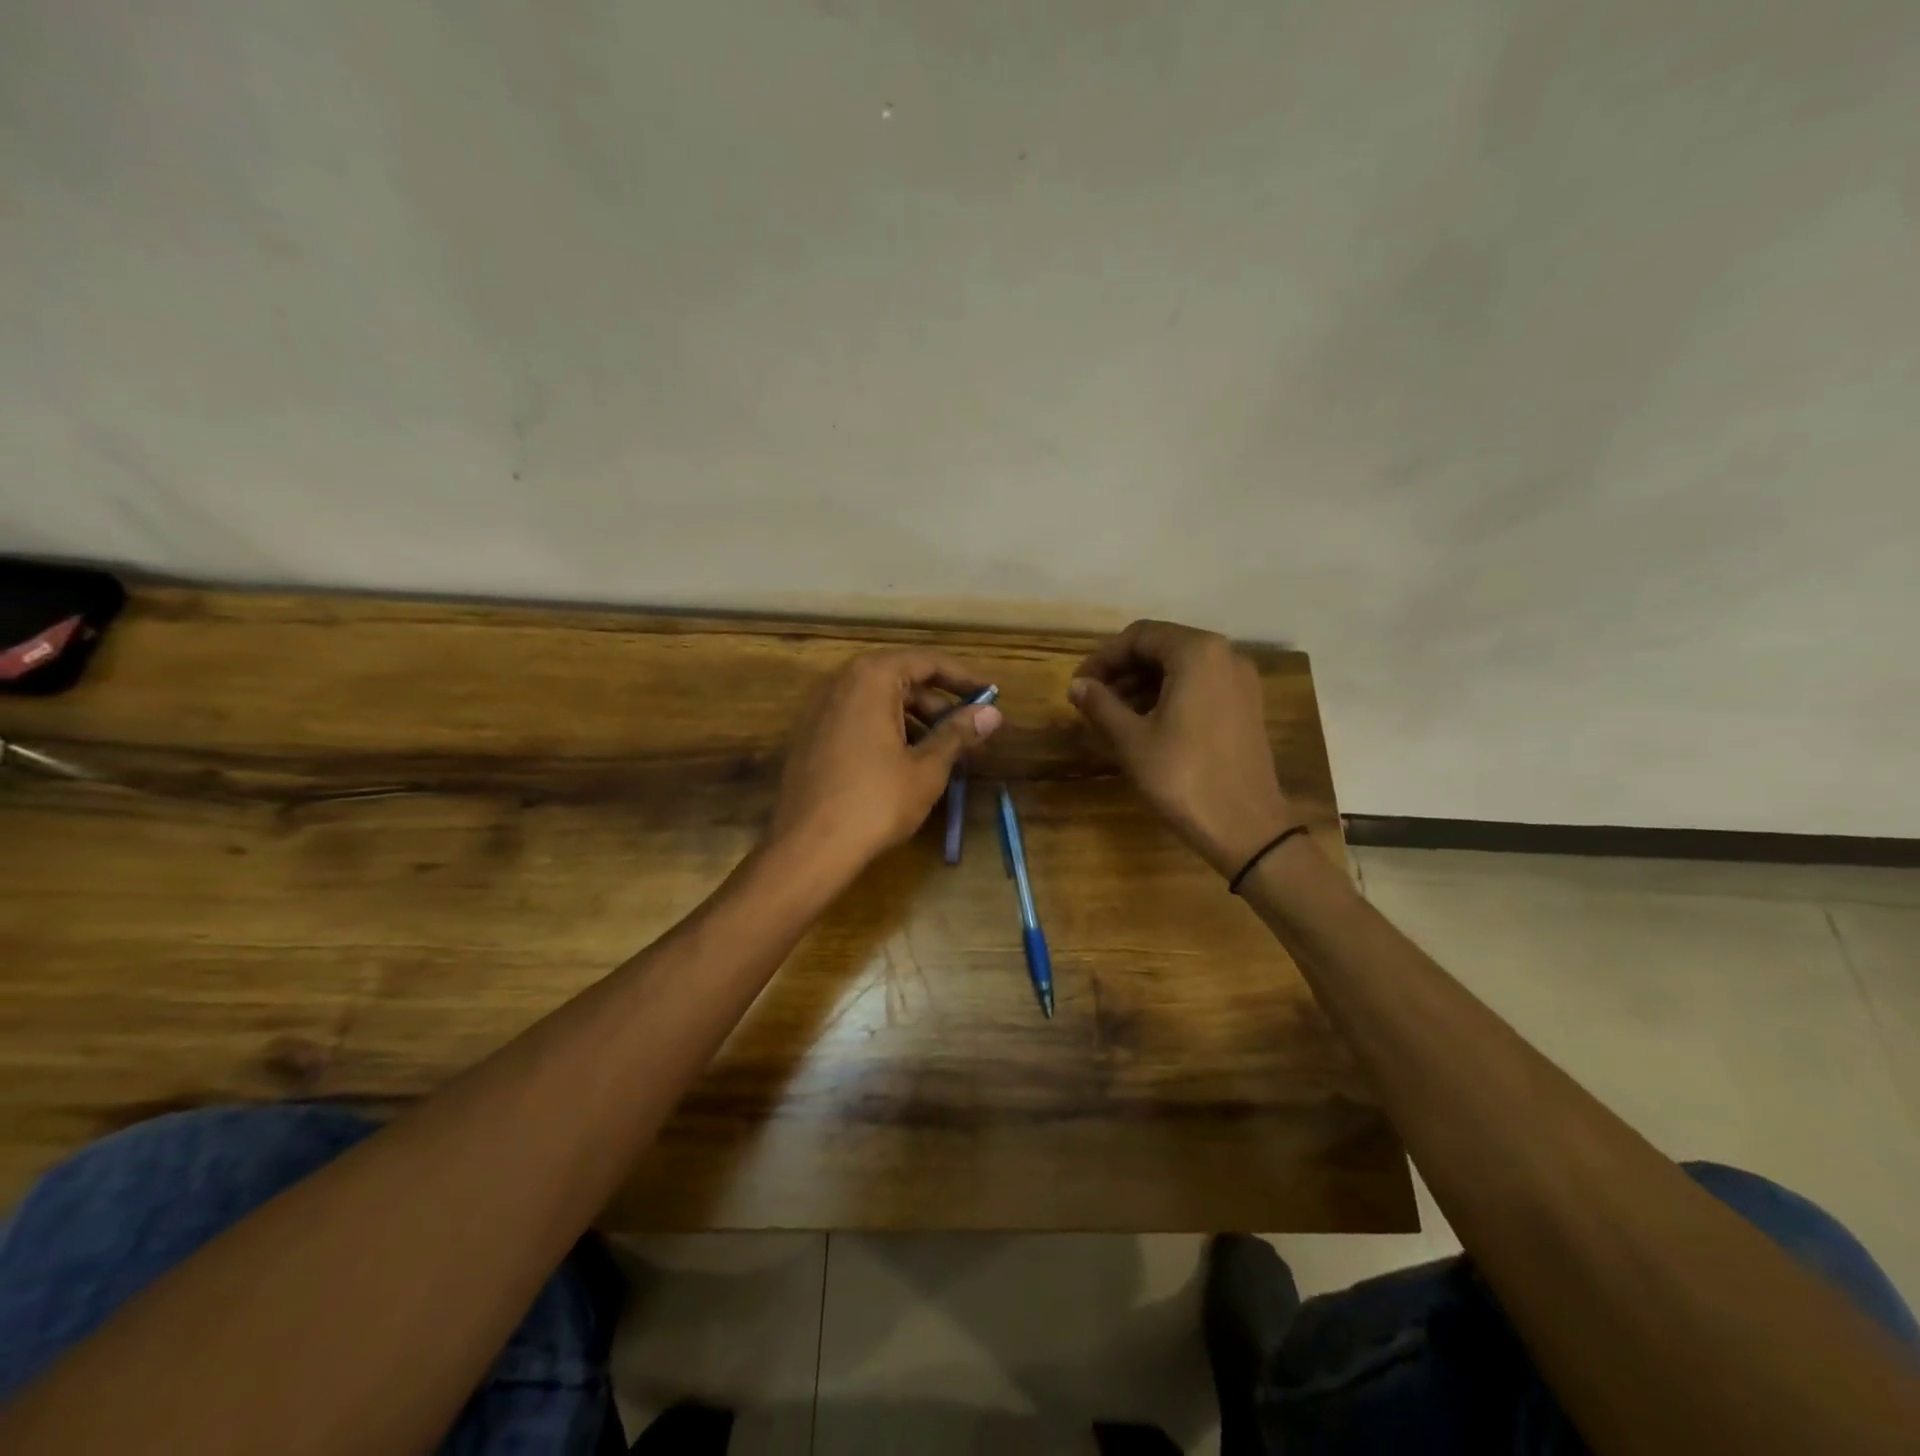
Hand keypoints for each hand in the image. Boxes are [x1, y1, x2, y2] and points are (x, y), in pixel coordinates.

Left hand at [766, 649, 1002, 881]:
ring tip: (946, 752)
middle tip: (970, 731)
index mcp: (870, 678)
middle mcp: (840, 683)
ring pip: (879, 703)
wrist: (808, 848)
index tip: (991, 694)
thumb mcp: (927, 768)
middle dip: (939, 704)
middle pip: (901, 680)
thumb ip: (958, 734)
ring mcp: (820, 711)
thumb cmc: (875, 802)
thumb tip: (992, 713)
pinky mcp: (810, 738)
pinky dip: (888, 732)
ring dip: (916, 721)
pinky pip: (858, 721)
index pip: (926, 662)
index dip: (962, 677)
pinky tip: (909, 764)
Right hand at [1068, 620, 1297, 877]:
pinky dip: (1169, 697)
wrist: (1246, 827)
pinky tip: (1145, 725)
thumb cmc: (1182, 777)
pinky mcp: (1246, 707)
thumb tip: (1077, 686)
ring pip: (1181, 669)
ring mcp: (1240, 681)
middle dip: (1122, 671)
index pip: (1139, 636)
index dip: (1103, 659)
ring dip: (1143, 685)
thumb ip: (1101, 704)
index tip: (1079, 686)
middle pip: (1161, 648)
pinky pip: (1200, 687)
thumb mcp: (1131, 739)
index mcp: (1197, 653)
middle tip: (1092, 701)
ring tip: (1112, 717)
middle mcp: (1225, 655)